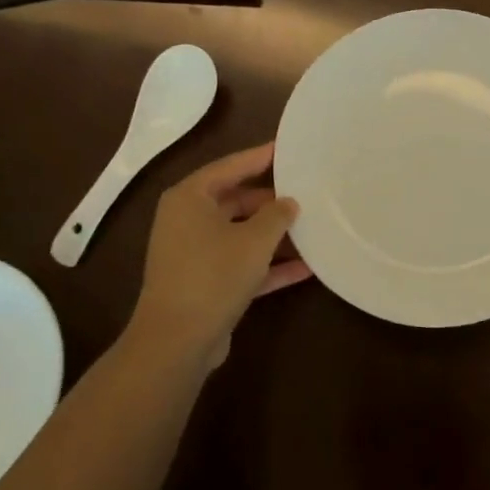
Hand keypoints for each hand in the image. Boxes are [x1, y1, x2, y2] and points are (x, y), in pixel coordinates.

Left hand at [126, 143, 310, 368]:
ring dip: (273, 236)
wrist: (177, 341)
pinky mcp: (203, 283)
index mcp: (190, 198)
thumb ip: (277, 215)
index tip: (287, 149)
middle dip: (271, 201)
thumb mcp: (255, 239)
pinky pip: (240, 264)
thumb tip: (288, 202)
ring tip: (312, 229)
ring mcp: (193, 254)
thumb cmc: (214, 274)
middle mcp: (186, 220)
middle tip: (306, 193)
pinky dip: (268, 265)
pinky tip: (305, 269)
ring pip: (240, 234)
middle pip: (235, 200)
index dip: (260, 157)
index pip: (230, 167)